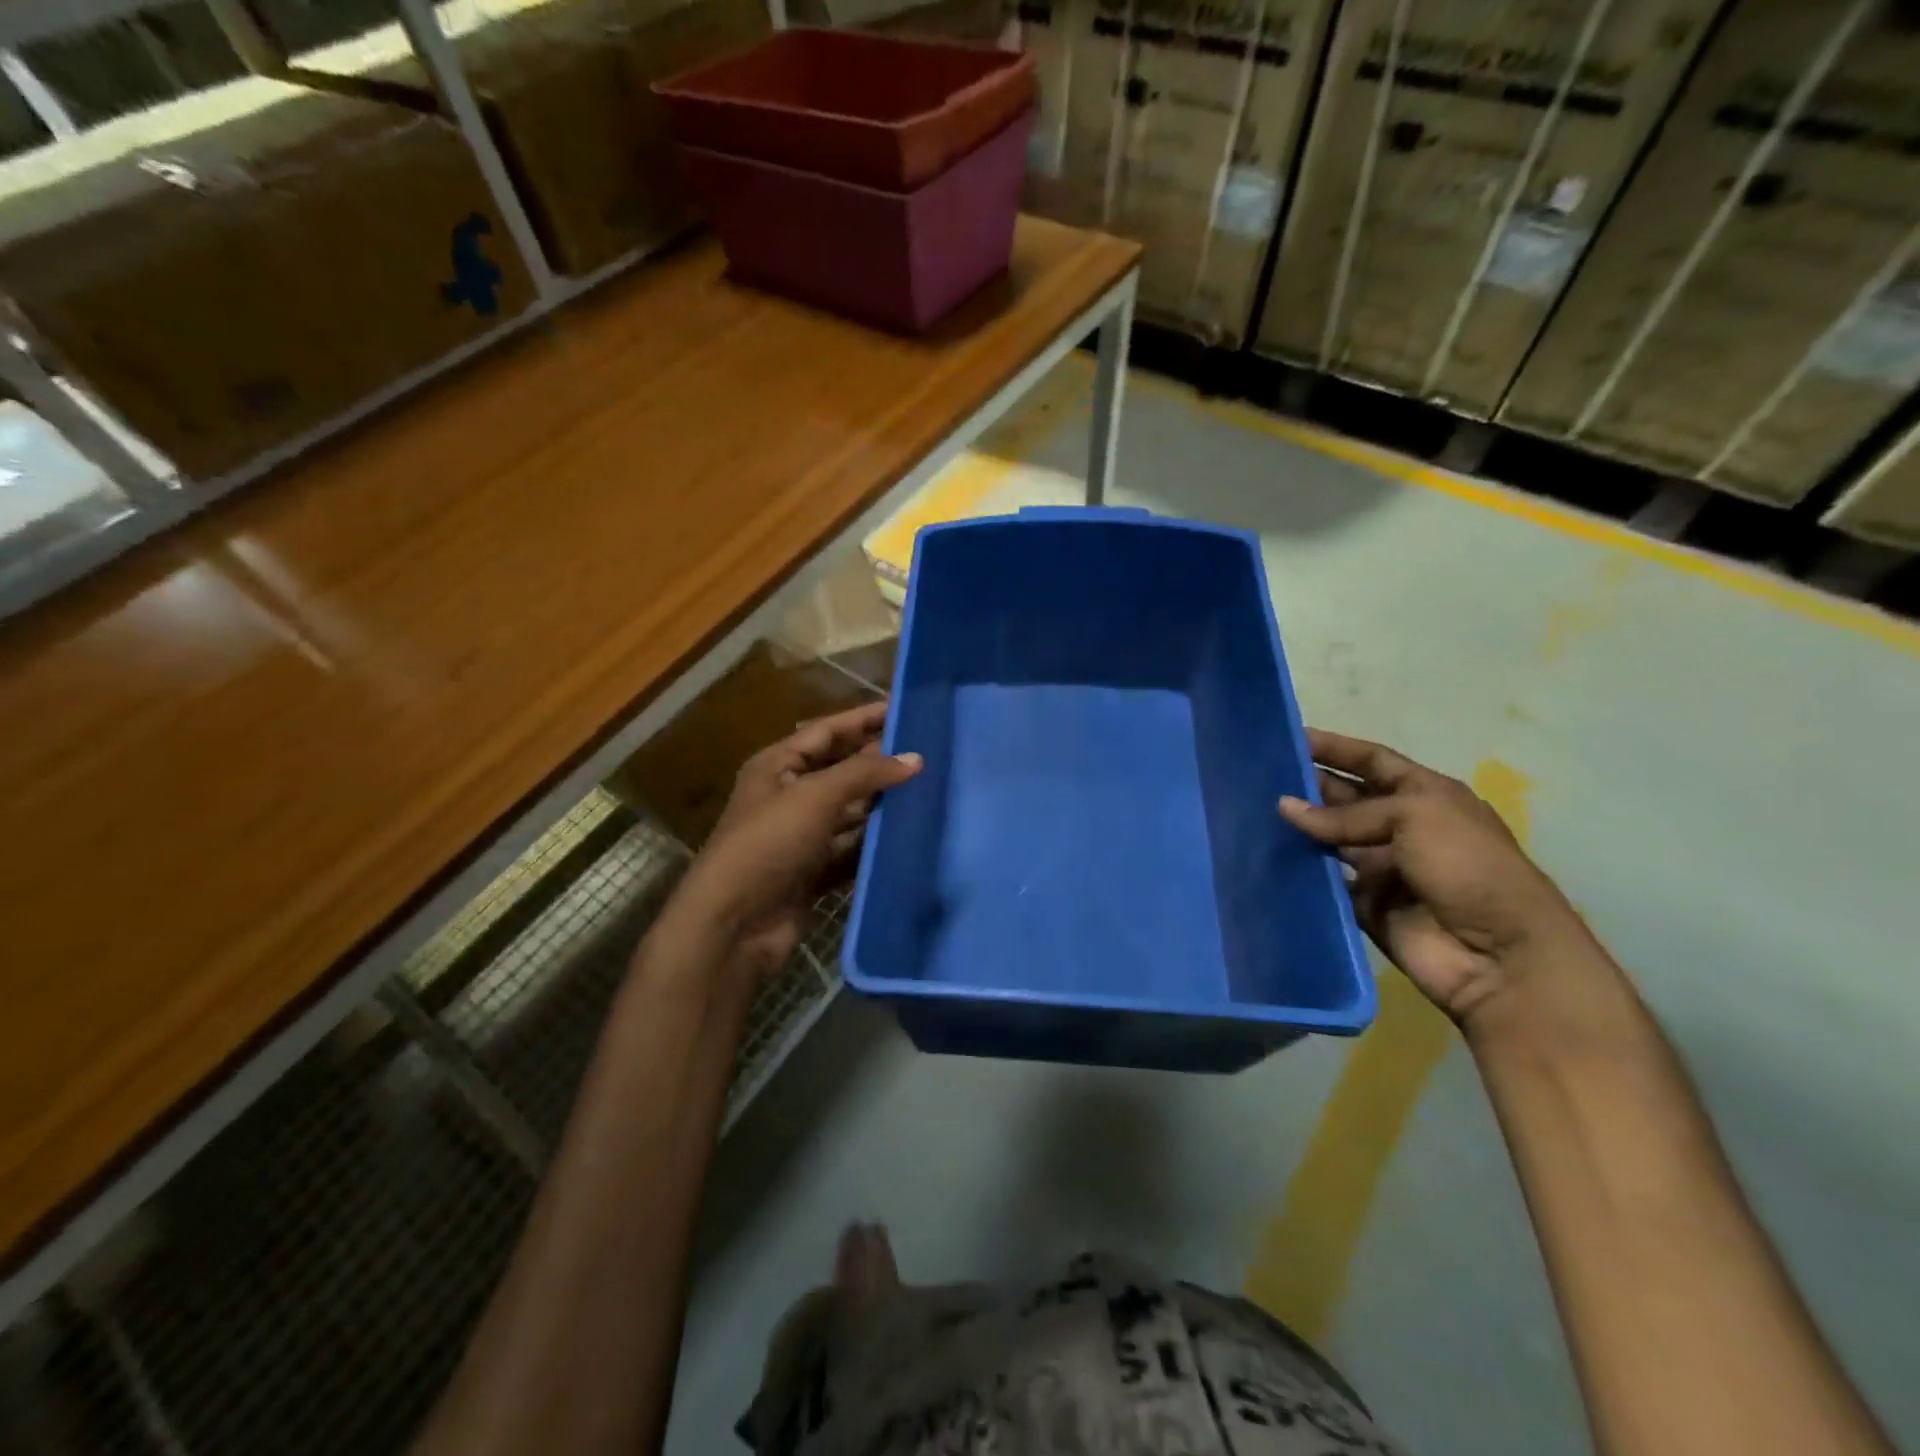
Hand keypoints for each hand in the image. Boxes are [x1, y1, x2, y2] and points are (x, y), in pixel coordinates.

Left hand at [672, 702, 921, 974]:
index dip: (864, 718)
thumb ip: (865, 773)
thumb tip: (915, 758)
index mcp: (777, 765)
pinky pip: (850, 849)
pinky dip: (874, 842)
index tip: (905, 709)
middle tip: (926, 750)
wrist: (734, 923)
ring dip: (880, 803)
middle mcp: (788, 795)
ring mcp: (801, 836)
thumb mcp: (815, 796)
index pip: (827, 731)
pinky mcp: (812, 871)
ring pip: (848, 811)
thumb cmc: (769, 843)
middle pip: (840, 769)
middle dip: (877, 760)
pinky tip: (907, 835)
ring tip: (926, 790)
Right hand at [1278, 729, 1590, 1026]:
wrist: (1499, 955)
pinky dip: (1301, 873)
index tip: (1290, 737)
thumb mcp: (1414, 817)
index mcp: (1426, 796)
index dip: (1335, 747)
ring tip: (1250, 813)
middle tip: (1258, 777)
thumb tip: (1284, 807)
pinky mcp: (1366, 906)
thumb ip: (1346, 814)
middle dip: (1309, 787)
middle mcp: (1403, 828)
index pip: (1373, 761)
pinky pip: (1326, 884)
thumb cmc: (1466, 866)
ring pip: (1331, 842)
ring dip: (1299, 830)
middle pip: (1347, 800)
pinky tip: (1265, 858)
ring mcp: (1384, 869)